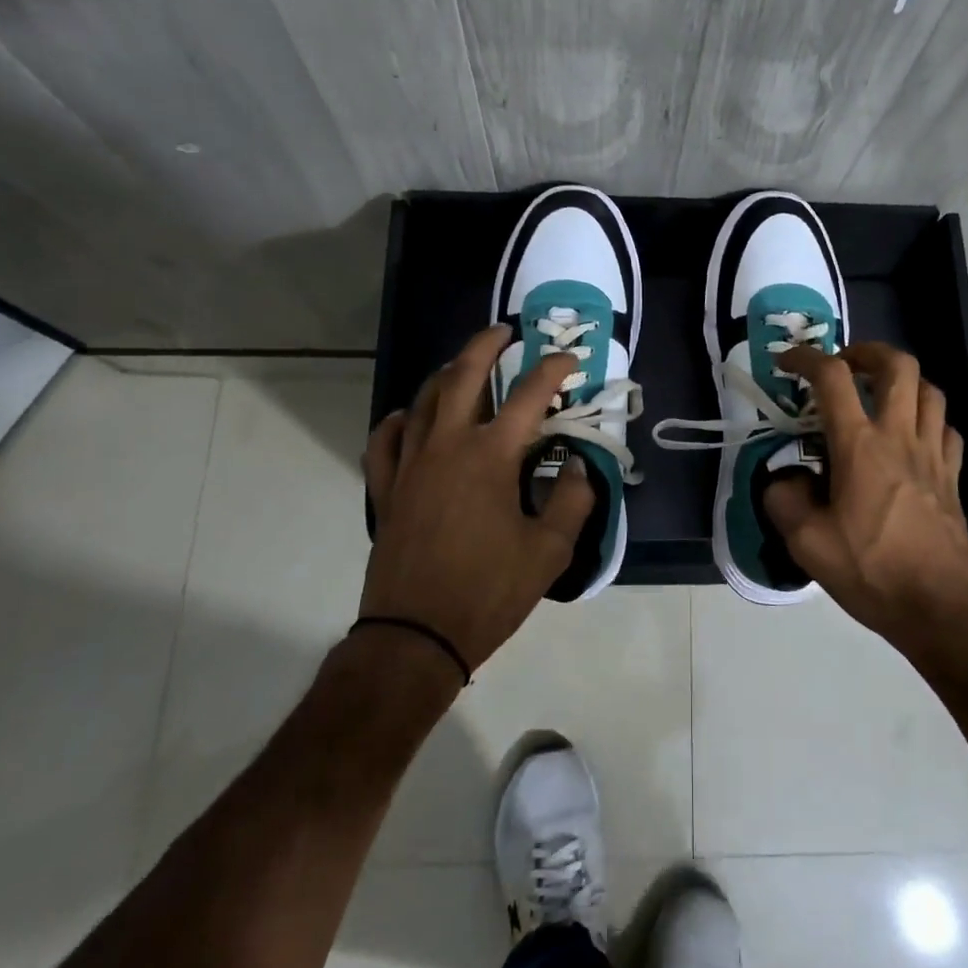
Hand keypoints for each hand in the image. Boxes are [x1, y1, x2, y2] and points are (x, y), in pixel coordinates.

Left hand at [359, 324, 594, 676]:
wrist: (416, 636)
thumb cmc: (488, 591)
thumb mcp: (550, 551)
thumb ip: (574, 501)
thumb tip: (581, 467)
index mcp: (491, 456)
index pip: (530, 395)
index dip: (554, 370)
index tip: (570, 359)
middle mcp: (447, 445)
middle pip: (463, 375)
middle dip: (487, 345)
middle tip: (505, 332)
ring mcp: (410, 464)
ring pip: (423, 400)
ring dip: (447, 375)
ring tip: (464, 368)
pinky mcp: (386, 488)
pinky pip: (385, 440)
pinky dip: (399, 421)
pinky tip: (408, 417)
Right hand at [764, 342, 967, 655]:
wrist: (940, 608)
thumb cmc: (871, 571)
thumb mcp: (806, 542)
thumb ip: (784, 499)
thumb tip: (786, 479)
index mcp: (860, 446)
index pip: (832, 377)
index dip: (805, 358)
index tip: (786, 362)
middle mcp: (900, 436)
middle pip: (898, 365)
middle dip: (867, 352)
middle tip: (844, 365)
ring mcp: (933, 454)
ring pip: (930, 390)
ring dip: (901, 381)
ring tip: (878, 395)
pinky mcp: (952, 476)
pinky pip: (946, 428)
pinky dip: (927, 418)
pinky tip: (911, 436)